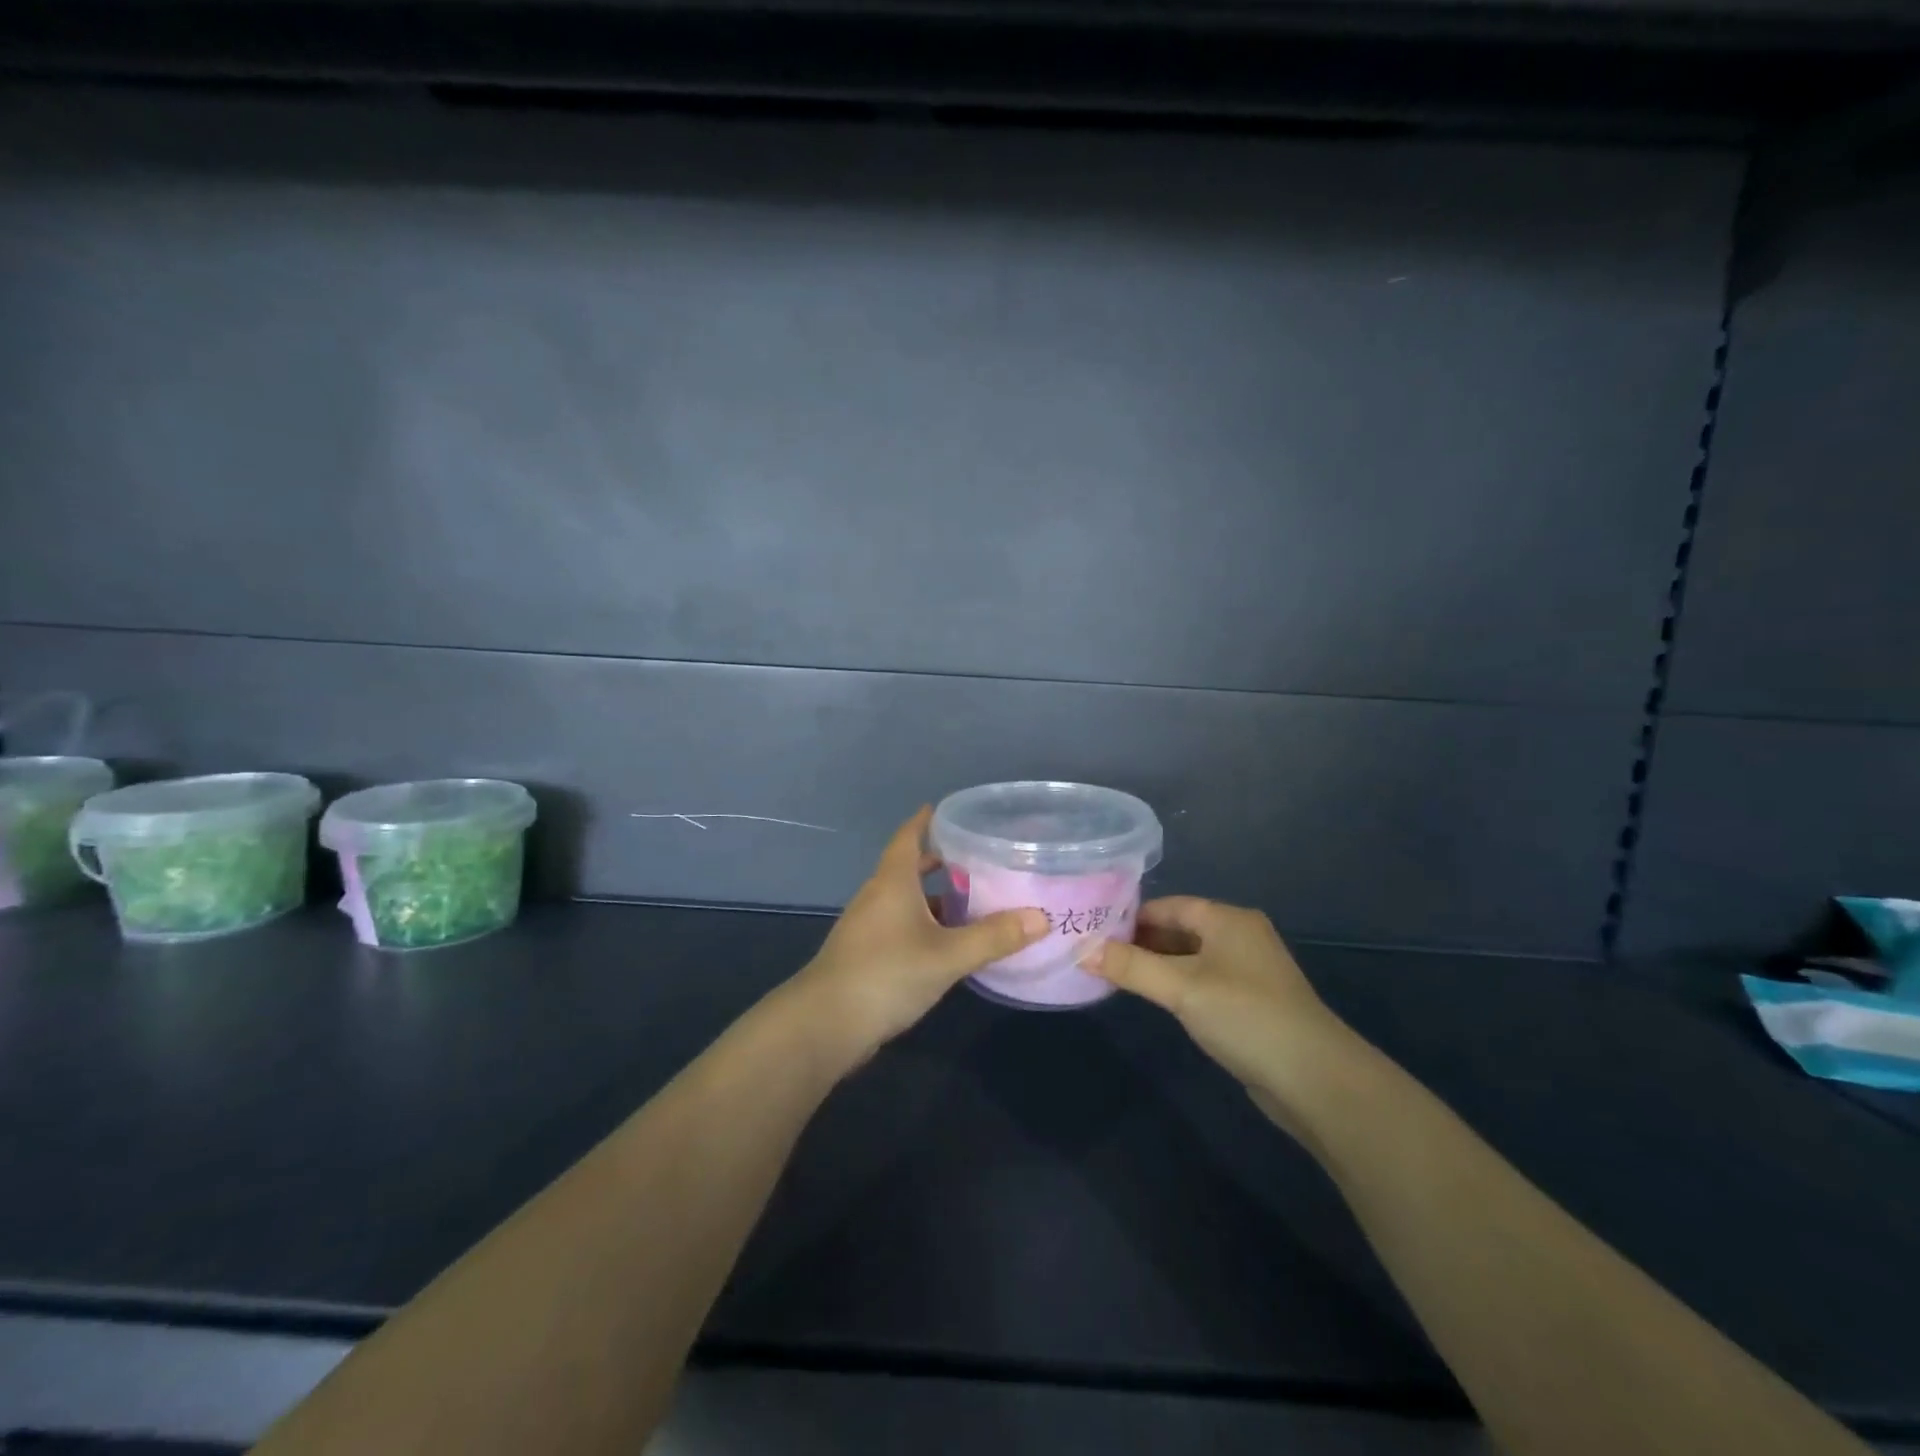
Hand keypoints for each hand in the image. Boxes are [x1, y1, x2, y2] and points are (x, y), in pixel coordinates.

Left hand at [794, 807, 1048, 1062]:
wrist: (825, 1024)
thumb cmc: (886, 973)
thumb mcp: (947, 955)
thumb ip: (994, 937)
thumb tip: (1041, 917)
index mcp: (893, 881)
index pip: (908, 836)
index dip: (926, 821)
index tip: (948, 810)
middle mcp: (878, 896)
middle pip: (910, 867)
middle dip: (941, 861)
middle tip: (979, 858)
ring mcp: (869, 927)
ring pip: (907, 900)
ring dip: (936, 897)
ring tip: (975, 900)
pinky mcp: (868, 954)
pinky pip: (903, 926)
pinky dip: (928, 925)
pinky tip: (952, 943)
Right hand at [1085, 897, 1352, 1109]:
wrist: (1315, 1079)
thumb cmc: (1245, 1016)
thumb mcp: (1181, 988)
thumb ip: (1131, 967)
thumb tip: (1081, 951)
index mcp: (1228, 920)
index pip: (1168, 905)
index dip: (1131, 916)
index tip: (1094, 931)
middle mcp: (1240, 936)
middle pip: (1179, 929)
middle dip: (1140, 941)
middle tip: (1097, 955)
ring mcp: (1248, 970)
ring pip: (1190, 957)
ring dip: (1157, 965)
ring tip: (1116, 976)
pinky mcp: (1251, 1002)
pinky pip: (1203, 981)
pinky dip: (1177, 985)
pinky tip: (1156, 999)